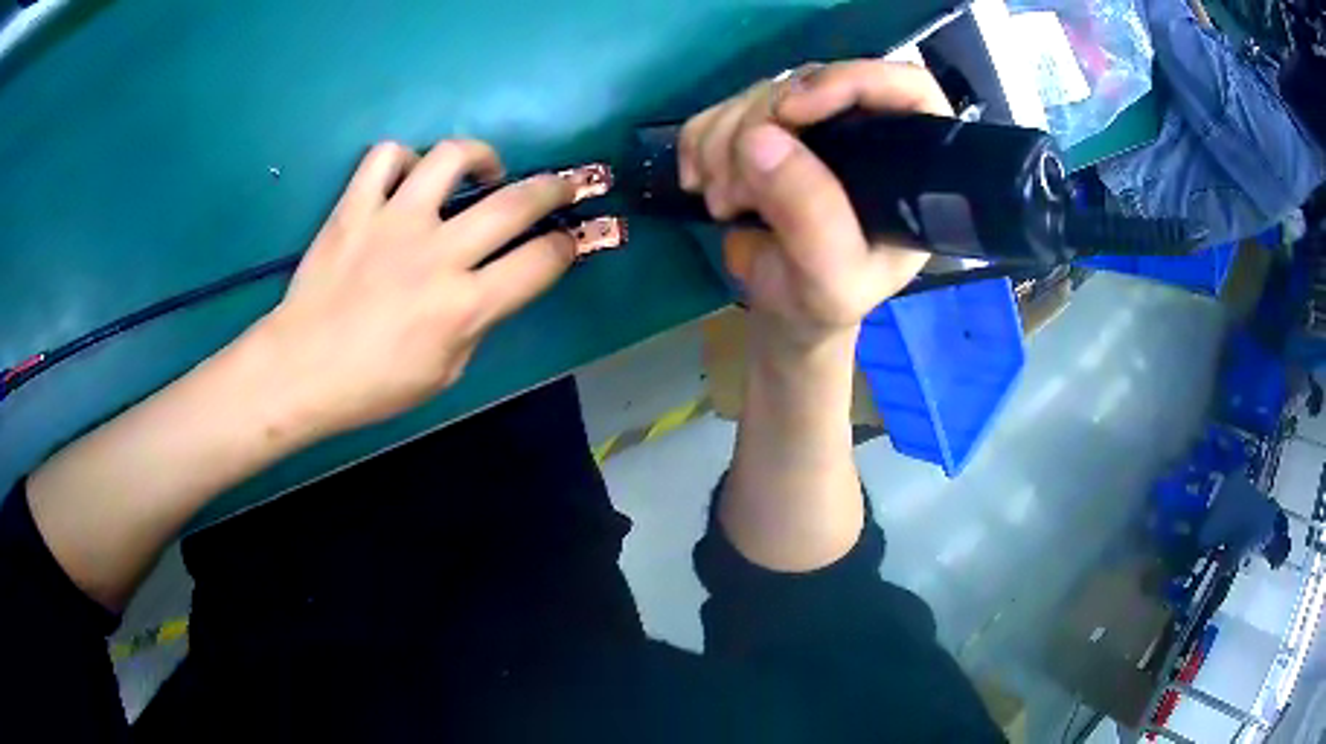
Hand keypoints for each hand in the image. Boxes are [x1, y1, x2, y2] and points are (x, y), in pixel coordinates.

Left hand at [254, 140, 578, 437]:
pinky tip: (408, 177)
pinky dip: (403, 159)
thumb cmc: (372, 386)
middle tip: (562, 186)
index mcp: (464, 305)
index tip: (569, 240)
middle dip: (555, 189)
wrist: (299, 370)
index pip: (540, 262)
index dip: (567, 246)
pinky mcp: (355, 207)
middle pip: (516, 201)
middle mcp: (437, 253)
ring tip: (484, 169)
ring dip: (482, 155)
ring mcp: (393, 222)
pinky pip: (385, 157)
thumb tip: (490, 286)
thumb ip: (476, 323)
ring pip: (451, 157)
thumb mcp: (444, 373)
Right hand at [678, 60, 951, 350]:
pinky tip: (700, 181)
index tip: (793, 110)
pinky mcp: (766, 126)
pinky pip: (724, 107)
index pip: (906, 86)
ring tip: (723, 202)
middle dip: (760, 125)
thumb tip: (759, 139)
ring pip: (762, 92)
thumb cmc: (824, 298)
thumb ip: (811, 215)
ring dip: (724, 141)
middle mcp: (865, 129)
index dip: (853, 80)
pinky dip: (700, 139)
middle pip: (813, 82)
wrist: (782, 304)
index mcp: (910, 162)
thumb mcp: (831, 278)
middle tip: (735, 190)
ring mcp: (811, 122)